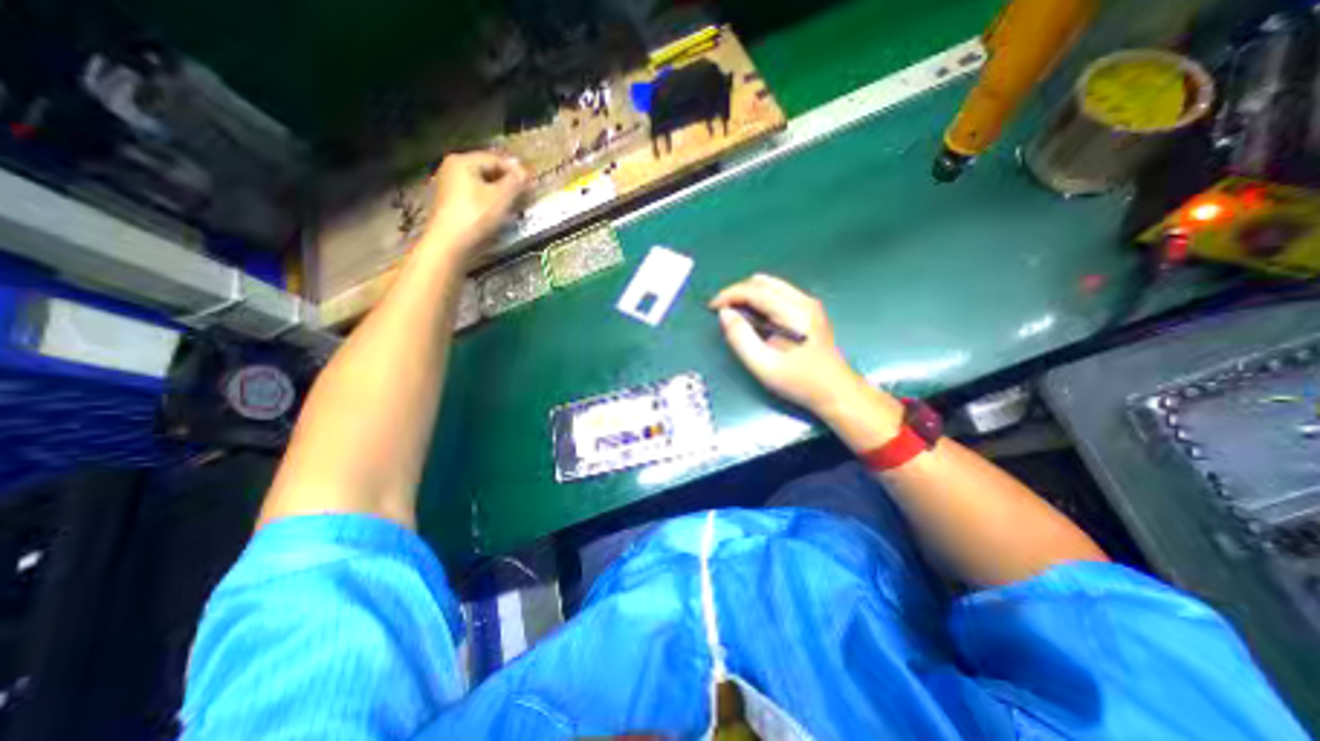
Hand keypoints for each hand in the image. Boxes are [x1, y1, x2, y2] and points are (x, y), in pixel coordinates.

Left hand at [420, 151, 528, 259]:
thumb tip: (526, 171)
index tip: (532, 183)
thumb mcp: (501, 198)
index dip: (516, 170)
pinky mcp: (450, 205)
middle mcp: (452, 169)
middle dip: (508, 182)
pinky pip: (475, 197)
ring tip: (515, 206)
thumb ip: (515, 182)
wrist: (450, 244)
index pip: (495, 159)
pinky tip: (499, 214)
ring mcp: (449, 187)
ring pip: (481, 185)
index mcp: (463, 161)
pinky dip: (489, 202)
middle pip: (487, 171)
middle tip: (525, 195)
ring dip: (500, 194)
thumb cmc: (476, 216)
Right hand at [711, 276, 873, 420]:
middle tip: (723, 312)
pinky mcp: (810, 310)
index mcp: (793, 312)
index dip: (729, 294)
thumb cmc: (799, 381)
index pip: (755, 290)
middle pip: (763, 281)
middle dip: (738, 292)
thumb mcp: (763, 365)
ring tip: (737, 315)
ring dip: (749, 295)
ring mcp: (809, 304)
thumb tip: (725, 314)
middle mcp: (803, 300)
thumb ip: (740, 338)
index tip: (712, 307)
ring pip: (771, 285)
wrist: (835, 391)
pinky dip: (761, 300)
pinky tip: (756, 320)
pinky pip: (779, 294)